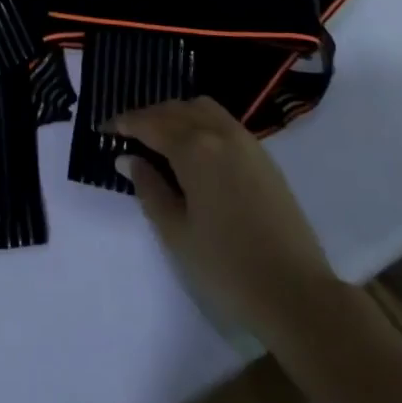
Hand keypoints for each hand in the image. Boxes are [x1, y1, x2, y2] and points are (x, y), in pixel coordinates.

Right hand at [112, 97, 330, 333]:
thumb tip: (128, 158)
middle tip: (127, 134)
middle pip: (176, 109)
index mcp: (194, 149)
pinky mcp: (264, 157)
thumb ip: (149, 189)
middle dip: (148, 116)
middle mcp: (220, 134)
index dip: (123, 123)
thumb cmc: (228, 267)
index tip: (104, 129)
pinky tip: (194, 149)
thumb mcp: (176, 233)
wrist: (297, 293)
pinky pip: (223, 122)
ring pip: (203, 109)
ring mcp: (246, 142)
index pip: (150, 124)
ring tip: (160, 138)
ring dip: (176, 114)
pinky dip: (200, 123)